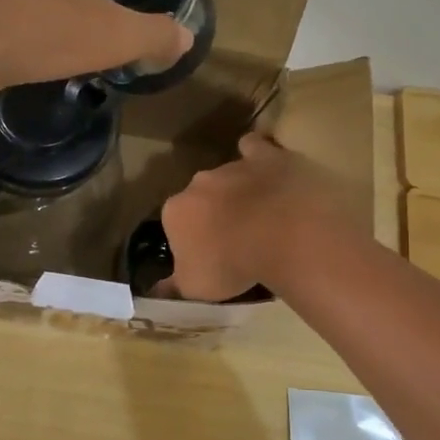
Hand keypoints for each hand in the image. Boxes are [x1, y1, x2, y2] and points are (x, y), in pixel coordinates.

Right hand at [160, 134, 343, 299]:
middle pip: (201, 198)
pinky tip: (267, 168)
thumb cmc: (232, 265)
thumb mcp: (195, 288)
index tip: (207, 258)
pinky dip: (258, 155)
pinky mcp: (267, 156)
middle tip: (235, 239)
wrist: (283, 235)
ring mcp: (233, 167)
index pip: (175, 224)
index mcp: (176, 211)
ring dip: (238, 192)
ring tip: (260, 216)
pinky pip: (256, 148)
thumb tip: (156, 291)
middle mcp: (198, 183)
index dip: (190, 241)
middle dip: (212, 213)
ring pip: (228, 177)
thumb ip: (173, 287)